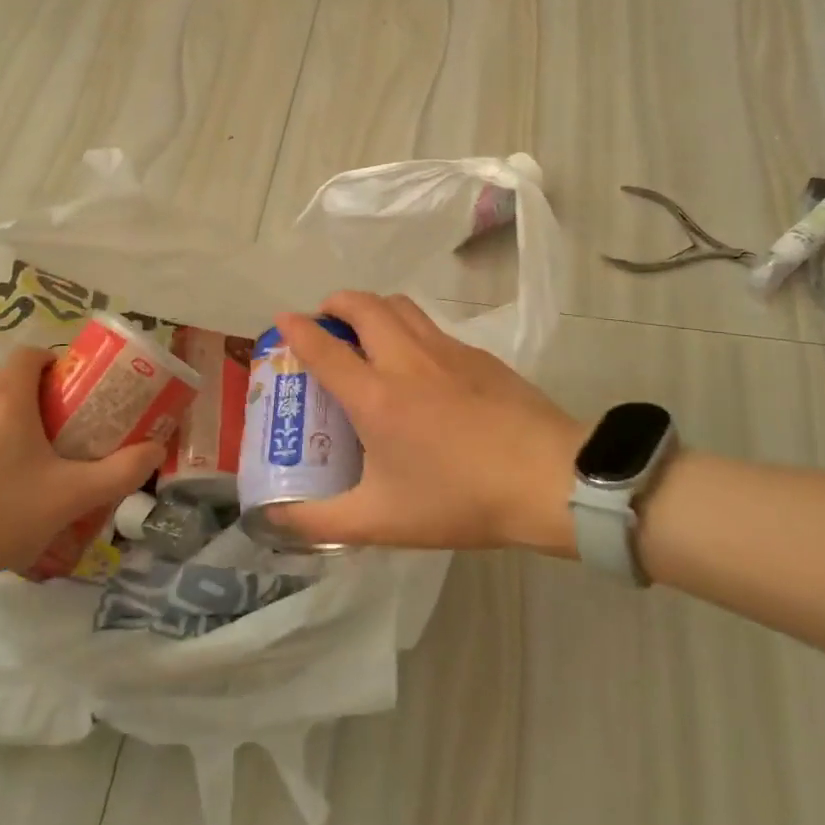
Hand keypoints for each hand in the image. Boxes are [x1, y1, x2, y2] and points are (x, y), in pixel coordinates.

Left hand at [0, 346, 161, 576]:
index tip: (69, 394)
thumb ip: (120, 471)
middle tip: (51, 433)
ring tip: (14, 462)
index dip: (53, 365)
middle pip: (5, 379)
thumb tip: (156, 449)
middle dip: (30, 396)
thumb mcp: (71, 497)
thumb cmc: (1, 513)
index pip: (30, 354)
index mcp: (7, 398)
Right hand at [269, 292, 585, 554]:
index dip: (296, 329)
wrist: (548, 479)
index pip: (323, 347)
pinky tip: (418, 365)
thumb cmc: (459, 498)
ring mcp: (446, 351)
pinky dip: (409, 328)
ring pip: (400, 305)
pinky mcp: (478, 355)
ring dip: (373, 307)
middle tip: (326, 321)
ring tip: (365, 332)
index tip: (282, 321)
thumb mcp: (381, 521)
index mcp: (374, 396)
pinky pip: (431, 327)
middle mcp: (405, 360)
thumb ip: (322, 522)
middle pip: (362, 305)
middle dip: (335, 303)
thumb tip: (276, 520)